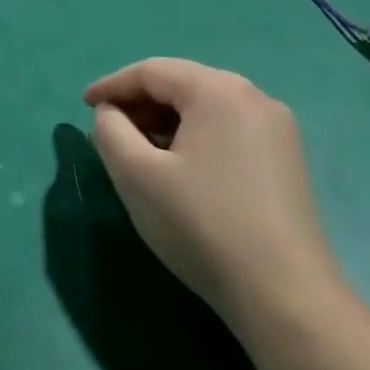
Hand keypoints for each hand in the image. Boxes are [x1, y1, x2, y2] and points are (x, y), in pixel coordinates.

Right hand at [84, 59, 341, 327]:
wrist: (285, 297)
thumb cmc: (201, 224)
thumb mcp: (135, 174)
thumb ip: (109, 130)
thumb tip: (111, 114)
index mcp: (218, 90)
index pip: (151, 71)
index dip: (111, 86)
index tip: (83, 106)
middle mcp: (253, 98)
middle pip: (181, 85)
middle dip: (139, 104)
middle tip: (107, 130)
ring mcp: (277, 130)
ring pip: (204, 109)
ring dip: (164, 122)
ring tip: (137, 151)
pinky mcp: (286, 161)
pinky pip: (226, 130)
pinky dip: (193, 138)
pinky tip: (177, 168)